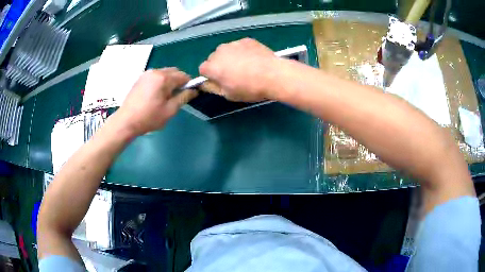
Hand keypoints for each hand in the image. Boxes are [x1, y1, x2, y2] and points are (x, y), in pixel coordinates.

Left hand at [114, 68, 196, 136]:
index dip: (189, 84)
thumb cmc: (149, 118)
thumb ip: (184, 97)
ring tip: (165, 96)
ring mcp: (146, 74)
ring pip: (165, 73)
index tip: (188, 95)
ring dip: (169, 81)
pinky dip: (160, 81)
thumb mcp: (170, 110)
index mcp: (164, 78)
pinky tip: (156, 94)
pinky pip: (156, 76)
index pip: (183, 76)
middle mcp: (155, 71)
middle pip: (174, 71)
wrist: (126, 121)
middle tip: (176, 96)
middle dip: (179, 81)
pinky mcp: (140, 78)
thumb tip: (195, 90)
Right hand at [199, 38, 279, 101]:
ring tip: (246, 66)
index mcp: (212, 66)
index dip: (210, 76)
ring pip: (227, 51)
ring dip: (231, 57)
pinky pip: (239, 46)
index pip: (203, 69)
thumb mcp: (228, 95)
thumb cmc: (249, 88)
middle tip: (234, 74)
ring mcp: (233, 43)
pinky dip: (243, 51)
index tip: (220, 81)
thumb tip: (204, 83)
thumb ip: (212, 88)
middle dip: (220, 65)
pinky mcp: (246, 40)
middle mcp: (219, 51)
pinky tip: (254, 60)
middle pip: (214, 58)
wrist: (274, 75)